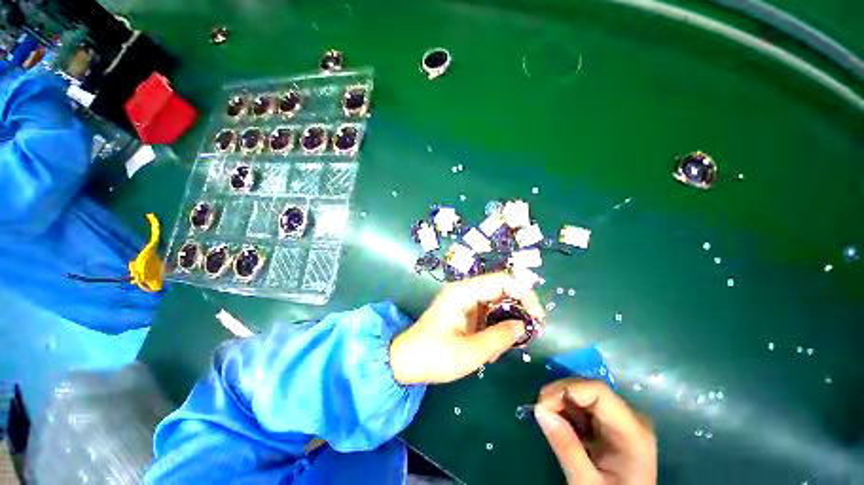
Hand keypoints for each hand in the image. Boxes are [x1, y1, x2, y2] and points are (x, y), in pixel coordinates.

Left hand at [390, 272, 544, 384]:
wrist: (406, 361)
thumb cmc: (434, 356)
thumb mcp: (470, 352)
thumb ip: (500, 337)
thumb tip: (523, 325)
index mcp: (463, 292)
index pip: (502, 281)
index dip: (525, 295)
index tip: (538, 319)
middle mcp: (465, 291)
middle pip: (501, 290)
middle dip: (518, 311)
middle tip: (526, 337)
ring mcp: (464, 300)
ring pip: (497, 303)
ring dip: (505, 324)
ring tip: (499, 349)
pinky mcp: (464, 311)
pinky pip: (488, 313)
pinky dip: (495, 328)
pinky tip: (491, 348)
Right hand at [535, 379, 656, 484]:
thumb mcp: (587, 483)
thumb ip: (566, 447)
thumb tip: (539, 409)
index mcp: (632, 431)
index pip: (598, 391)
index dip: (567, 389)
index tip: (542, 404)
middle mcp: (629, 417)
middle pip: (589, 389)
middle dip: (560, 395)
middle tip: (539, 412)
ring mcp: (620, 419)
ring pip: (583, 394)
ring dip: (560, 402)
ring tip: (547, 419)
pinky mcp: (609, 424)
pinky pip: (583, 406)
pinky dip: (566, 411)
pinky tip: (559, 425)